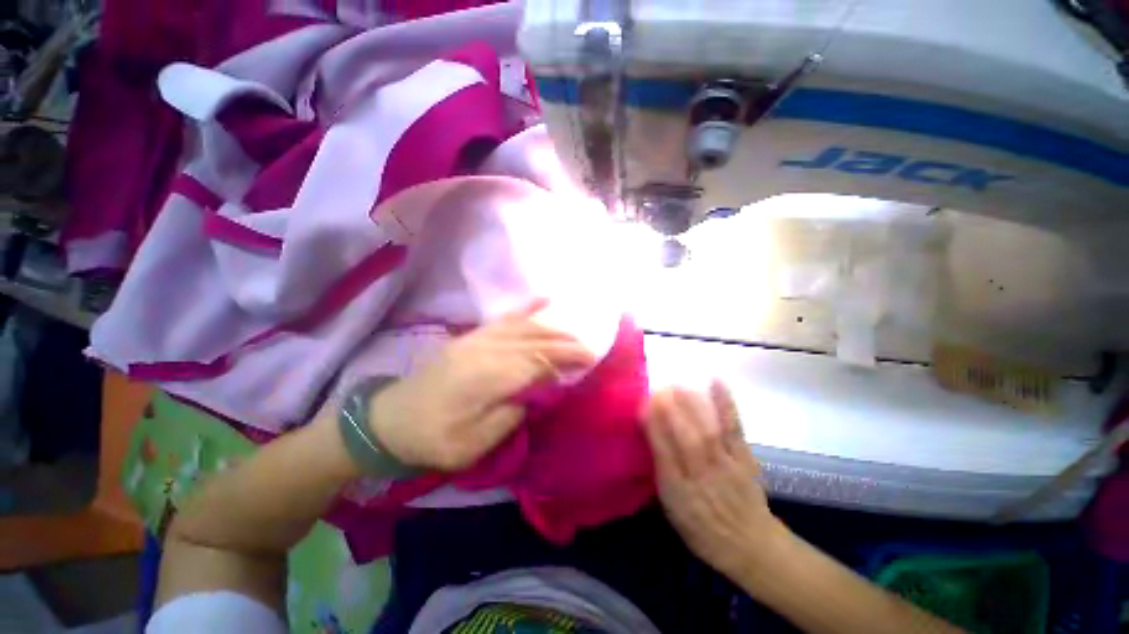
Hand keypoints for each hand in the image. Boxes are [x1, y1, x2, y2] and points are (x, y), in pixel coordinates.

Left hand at [369, 300, 595, 471]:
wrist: (387, 422)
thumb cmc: (432, 439)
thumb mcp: (472, 444)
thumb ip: (509, 415)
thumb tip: (536, 391)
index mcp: (486, 377)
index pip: (537, 359)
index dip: (566, 357)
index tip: (590, 358)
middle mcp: (484, 350)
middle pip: (533, 339)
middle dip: (565, 340)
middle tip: (589, 346)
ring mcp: (476, 339)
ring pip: (522, 326)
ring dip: (551, 327)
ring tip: (573, 331)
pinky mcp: (470, 338)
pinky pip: (505, 319)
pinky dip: (528, 310)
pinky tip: (543, 303)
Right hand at [644, 381, 786, 579]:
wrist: (752, 546)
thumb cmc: (704, 530)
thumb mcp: (673, 511)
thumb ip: (661, 474)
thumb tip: (650, 438)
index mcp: (680, 494)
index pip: (663, 454)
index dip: (653, 427)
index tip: (642, 404)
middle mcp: (703, 478)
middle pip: (687, 440)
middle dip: (670, 411)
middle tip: (658, 388)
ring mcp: (727, 466)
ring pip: (708, 431)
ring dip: (692, 405)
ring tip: (678, 384)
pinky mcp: (745, 458)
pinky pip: (734, 428)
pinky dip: (726, 404)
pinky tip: (716, 382)